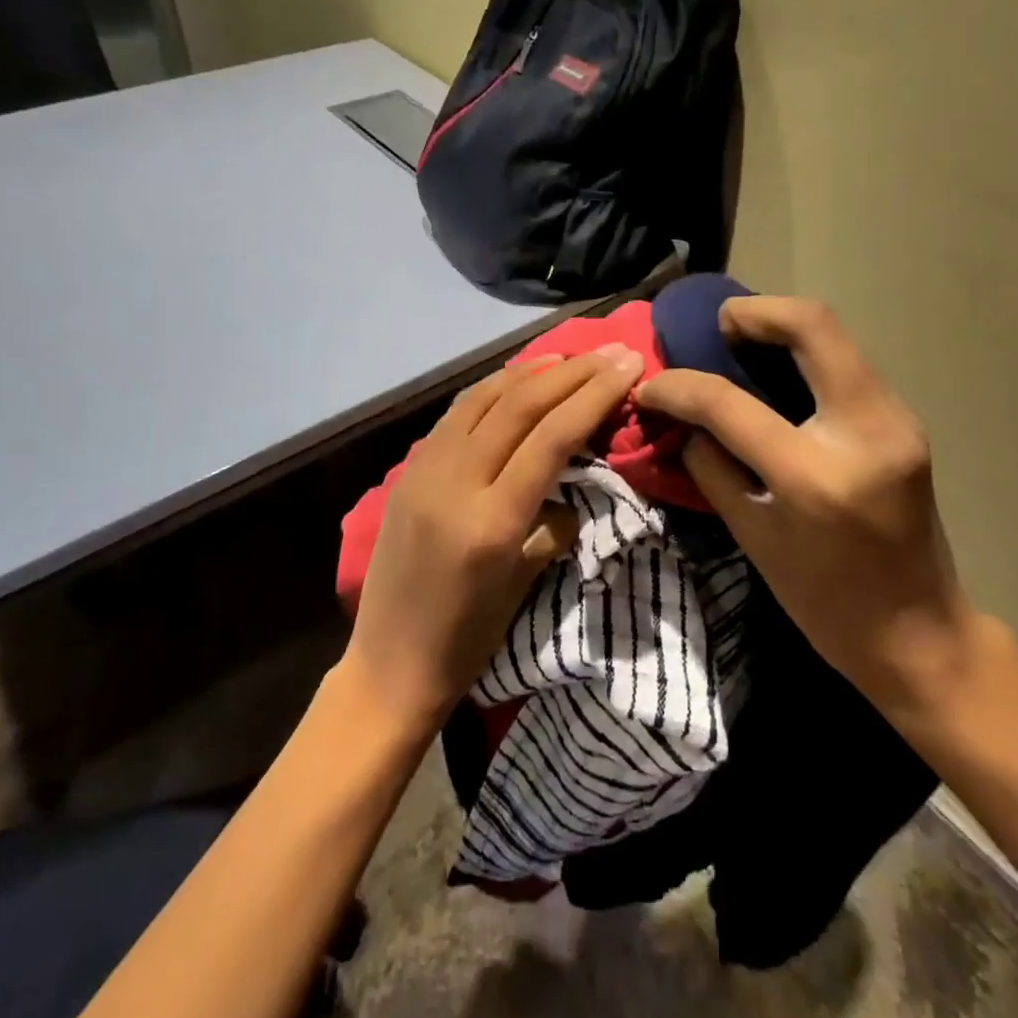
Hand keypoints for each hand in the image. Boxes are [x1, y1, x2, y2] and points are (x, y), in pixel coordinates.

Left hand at [342, 346, 646, 731]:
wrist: (388, 665)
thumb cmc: (467, 640)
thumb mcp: (524, 584)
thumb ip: (554, 524)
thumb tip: (571, 485)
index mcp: (492, 520)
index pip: (552, 436)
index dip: (594, 394)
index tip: (629, 366)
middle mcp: (455, 482)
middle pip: (520, 405)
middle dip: (572, 372)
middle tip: (611, 352)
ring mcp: (424, 471)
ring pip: (483, 398)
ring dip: (530, 371)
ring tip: (568, 358)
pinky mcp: (408, 471)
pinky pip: (455, 415)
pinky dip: (492, 390)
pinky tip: (514, 383)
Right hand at [635, 297, 985, 727]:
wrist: (920, 635)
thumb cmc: (825, 602)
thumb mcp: (752, 538)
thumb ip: (711, 467)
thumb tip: (682, 419)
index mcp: (813, 476)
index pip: (729, 403)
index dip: (679, 386)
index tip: (652, 385)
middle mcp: (864, 431)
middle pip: (811, 326)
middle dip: (754, 312)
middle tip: (717, 329)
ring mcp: (896, 420)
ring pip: (836, 336)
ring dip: (783, 327)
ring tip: (741, 345)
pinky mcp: (905, 421)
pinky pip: (848, 364)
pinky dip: (807, 355)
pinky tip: (779, 375)